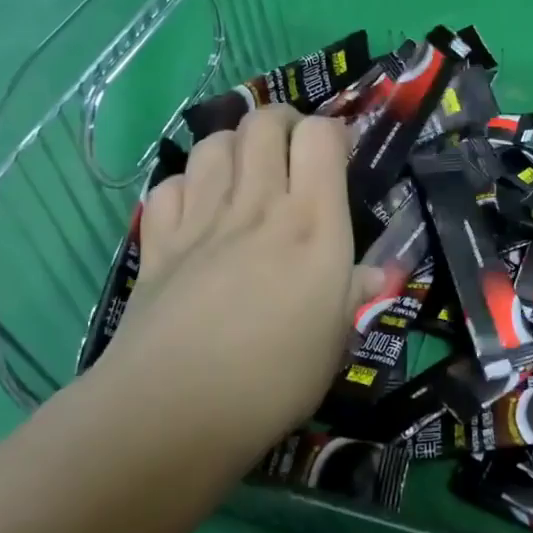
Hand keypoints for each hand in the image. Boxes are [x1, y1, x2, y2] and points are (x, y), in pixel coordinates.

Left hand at [90, 107, 355, 458]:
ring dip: (234, 145)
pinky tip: (196, 209)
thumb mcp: (335, 341)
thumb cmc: (274, 380)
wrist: (174, 411)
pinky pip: (169, 185)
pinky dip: (185, 186)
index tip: (340, 155)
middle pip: (263, 122)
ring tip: (245, 172)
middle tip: (292, 150)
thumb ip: (353, 295)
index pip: (321, 136)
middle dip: (282, 121)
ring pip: (214, 143)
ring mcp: (202, 219)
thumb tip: (373, 274)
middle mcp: (258, 205)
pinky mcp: (159, 241)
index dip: (332, 132)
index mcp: (313, 224)